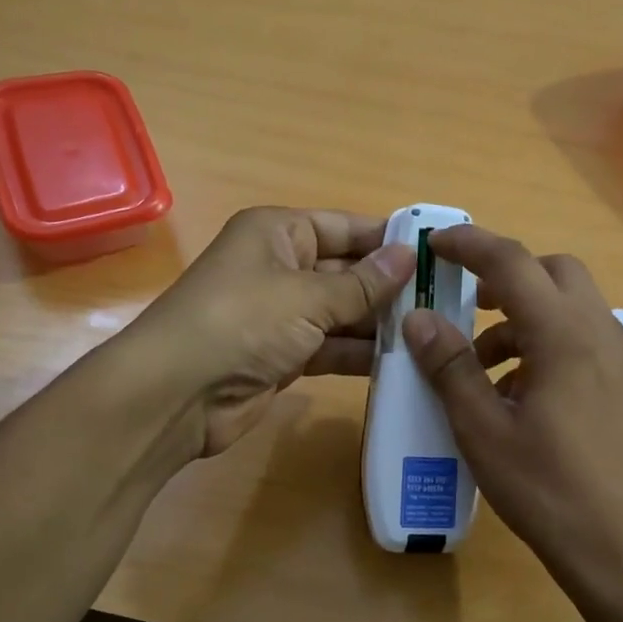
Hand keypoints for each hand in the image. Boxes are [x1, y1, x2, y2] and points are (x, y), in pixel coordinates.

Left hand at [126, 206, 414, 456]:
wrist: (177, 394)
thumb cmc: (242, 322)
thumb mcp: (306, 296)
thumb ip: (361, 284)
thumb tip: (407, 256)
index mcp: (278, 233)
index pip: (344, 227)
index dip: (387, 239)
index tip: (436, 254)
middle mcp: (279, 268)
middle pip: (345, 272)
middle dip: (389, 288)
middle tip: (445, 303)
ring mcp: (279, 316)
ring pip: (340, 314)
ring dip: (378, 325)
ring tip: (433, 335)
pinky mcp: (281, 357)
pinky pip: (329, 348)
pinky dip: (358, 355)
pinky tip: (401, 363)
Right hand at [402, 225, 622, 621]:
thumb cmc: (546, 489)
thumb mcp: (482, 429)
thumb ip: (450, 366)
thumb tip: (418, 318)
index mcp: (564, 335)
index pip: (512, 263)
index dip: (469, 244)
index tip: (434, 244)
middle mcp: (599, 332)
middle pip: (552, 271)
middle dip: (505, 276)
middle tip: (464, 303)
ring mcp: (618, 358)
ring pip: (569, 305)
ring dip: (522, 316)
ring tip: (480, 366)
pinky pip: (581, 338)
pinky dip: (544, 342)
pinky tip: (517, 393)